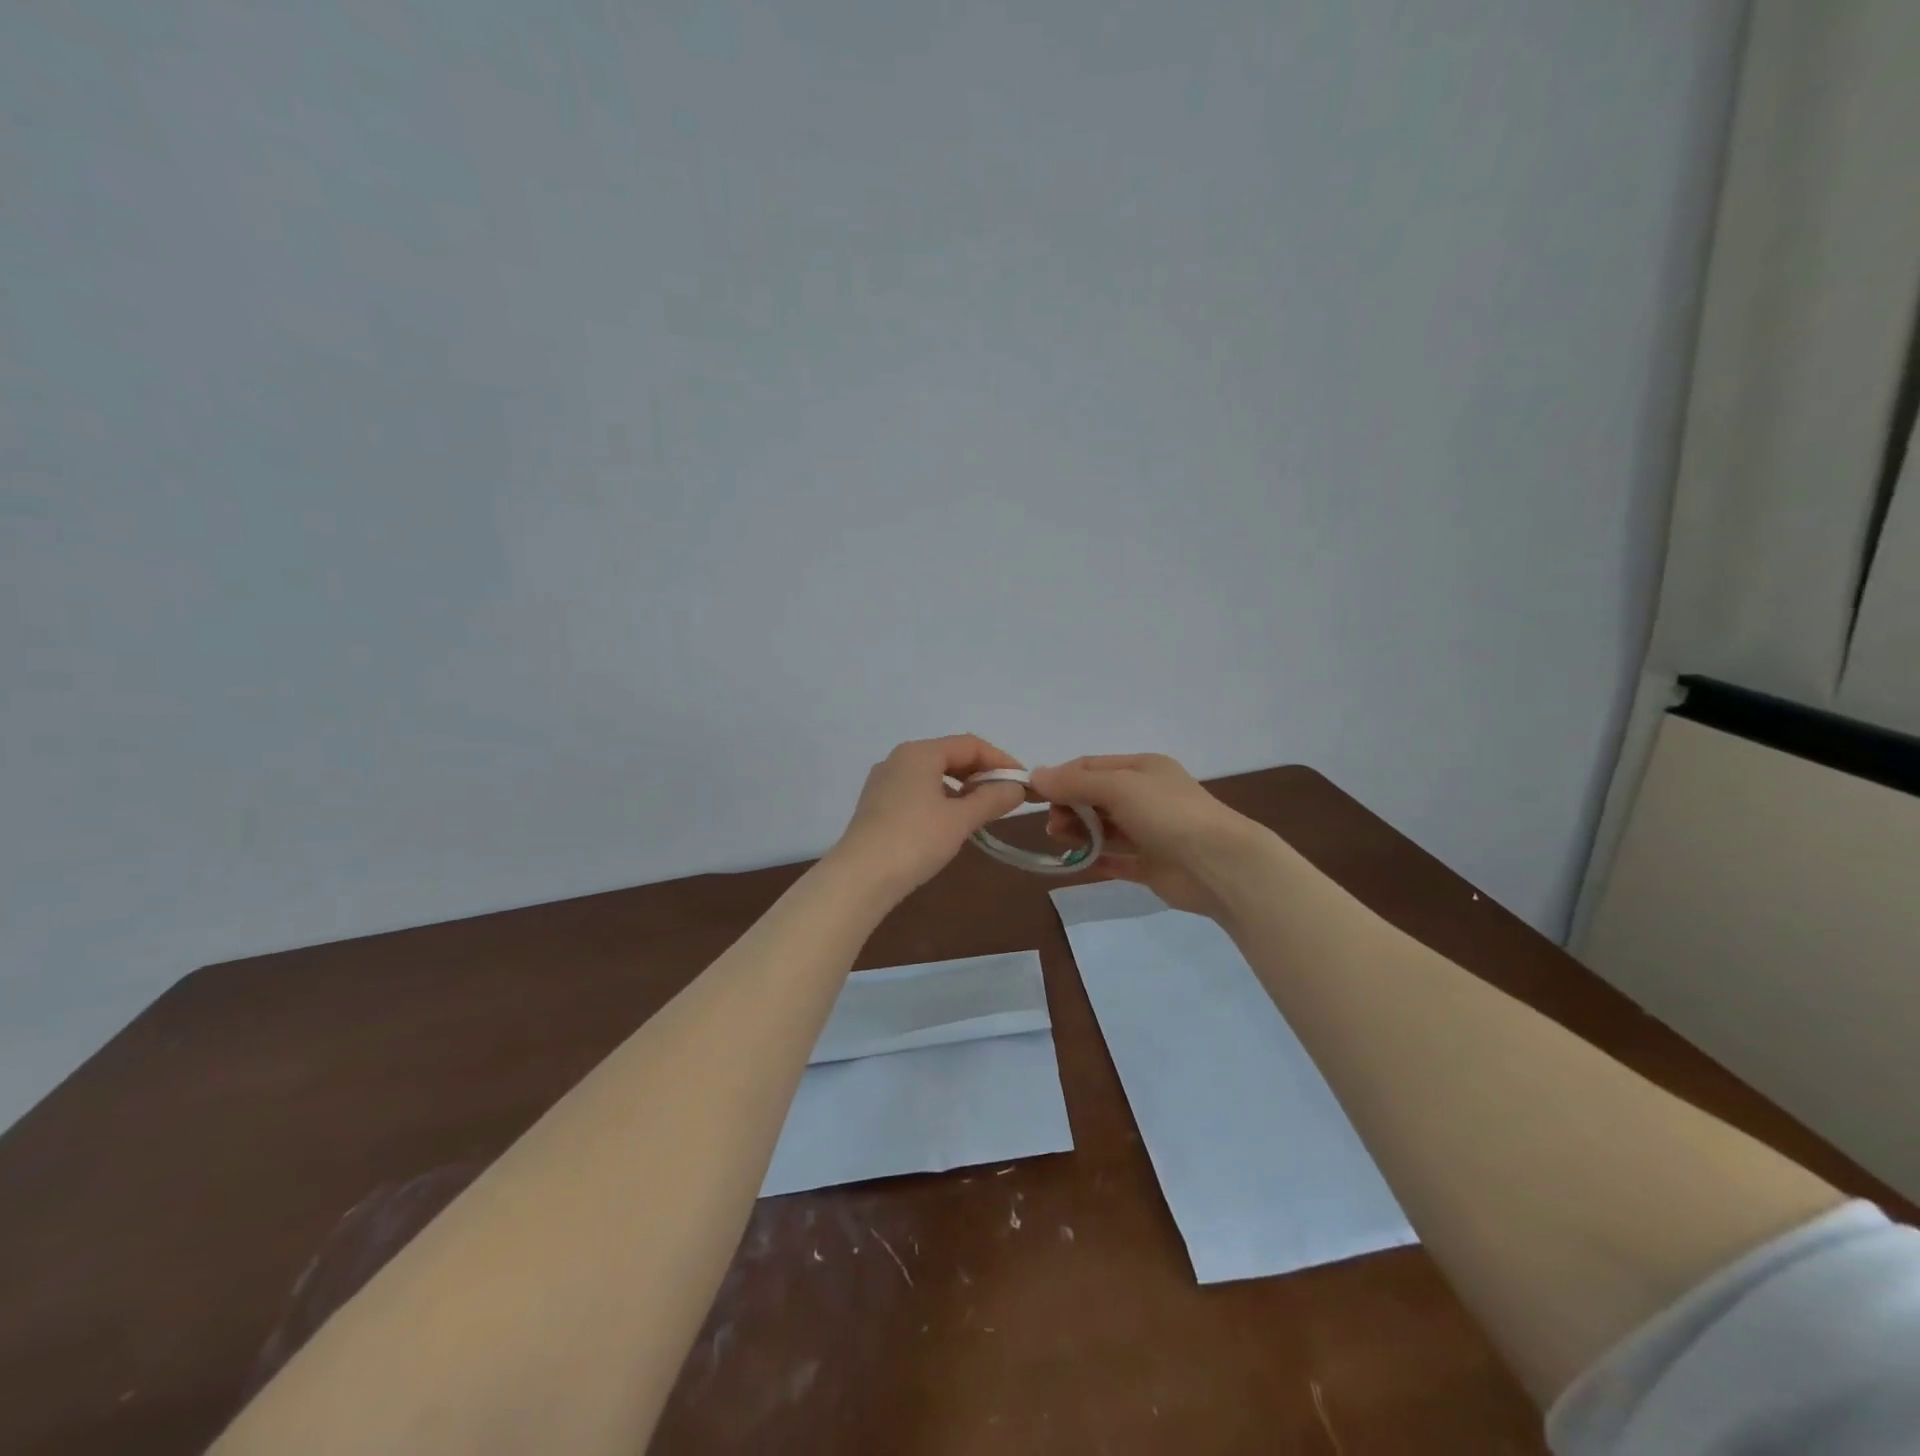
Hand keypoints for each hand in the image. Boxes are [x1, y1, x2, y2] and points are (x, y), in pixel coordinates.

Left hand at [829, 736, 1029, 898]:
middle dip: (981, 774)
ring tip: (982, 811)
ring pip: (933, 774)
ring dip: (962, 788)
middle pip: (950, 756)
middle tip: (1007, 798)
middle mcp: (899, 759)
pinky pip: (917, 791)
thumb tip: (1017, 788)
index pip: (970, 745)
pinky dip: (941, 799)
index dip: (1001, 761)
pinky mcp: (876, 805)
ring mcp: (883, 782)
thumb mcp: (960, 819)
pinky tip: (950, 822)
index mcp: (919, 752)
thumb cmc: (915, 840)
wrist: (860, 877)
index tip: (1023, 783)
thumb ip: (992, 799)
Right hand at [1028, 754, 1274, 919]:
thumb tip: (1035, 775)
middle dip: (1069, 807)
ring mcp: (1150, 832)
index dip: (1061, 778)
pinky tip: (1076, 863)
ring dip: (1079, 832)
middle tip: (1052, 825)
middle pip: (1095, 797)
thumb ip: (1075, 783)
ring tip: (1061, 840)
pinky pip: (1117, 859)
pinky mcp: (1152, 865)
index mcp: (1142, 769)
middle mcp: (1146, 797)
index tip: (1035, 795)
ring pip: (1104, 828)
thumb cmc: (1168, 814)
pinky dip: (1095, 859)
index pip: (1091, 767)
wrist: (1219, 865)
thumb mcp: (1118, 787)